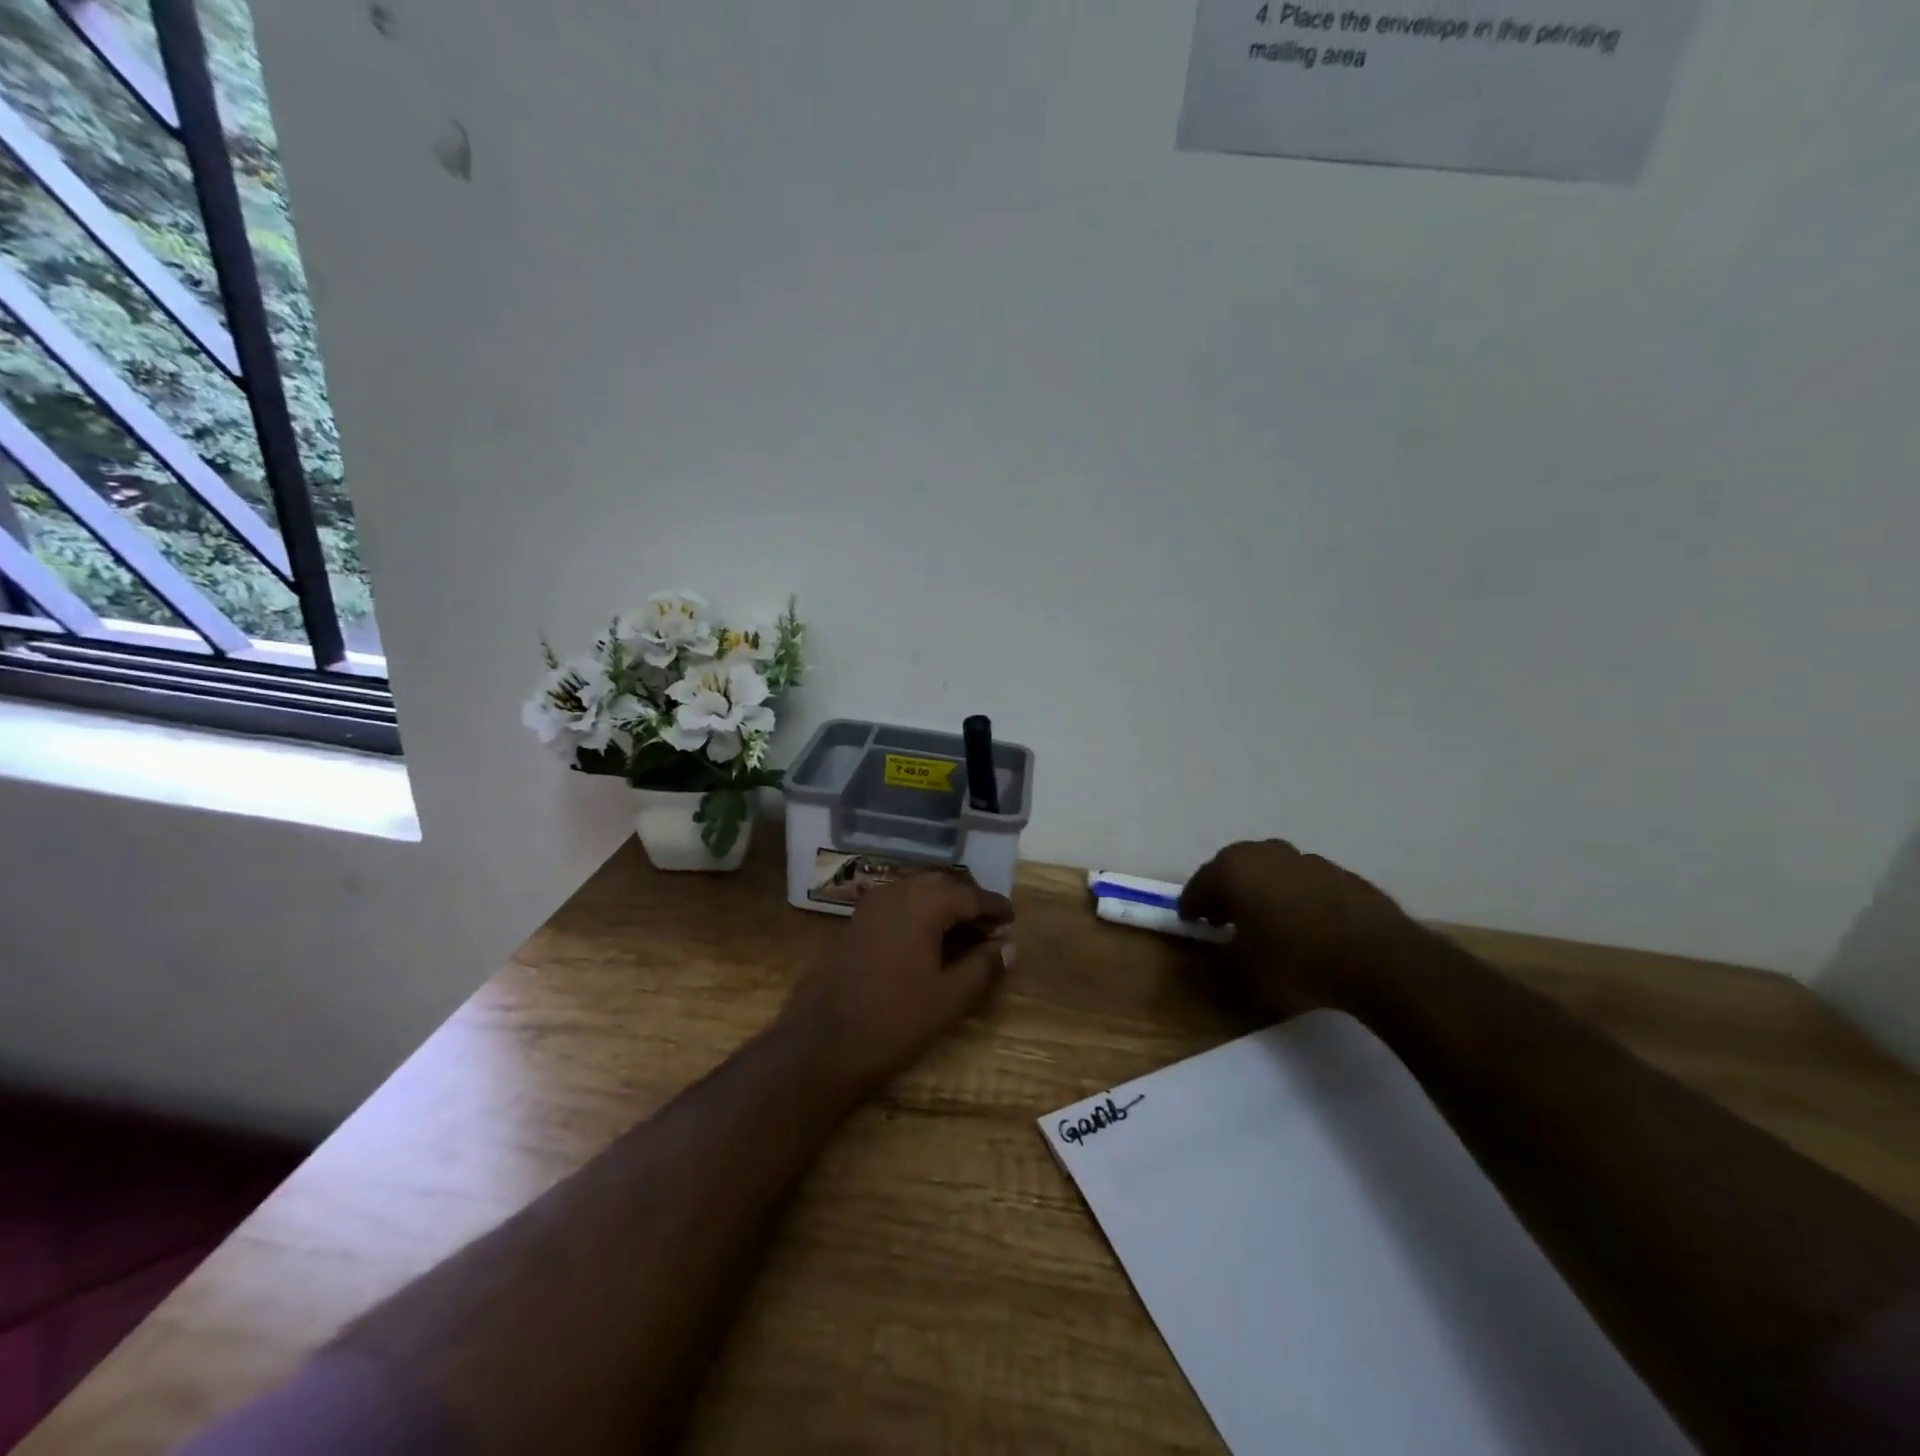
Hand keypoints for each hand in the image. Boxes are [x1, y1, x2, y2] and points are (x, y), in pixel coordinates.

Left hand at [778, 870, 1014, 1096]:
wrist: (820, 1043)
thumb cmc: (893, 1020)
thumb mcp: (949, 998)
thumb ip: (983, 967)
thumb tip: (1009, 946)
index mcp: (923, 903)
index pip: (970, 894)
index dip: (994, 907)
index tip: (1012, 920)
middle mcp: (896, 892)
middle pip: (942, 883)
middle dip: (969, 900)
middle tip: (990, 926)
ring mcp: (871, 905)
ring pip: (917, 890)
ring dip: (943, 904)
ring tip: (963, 933)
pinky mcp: (855, 922)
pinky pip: (897, 904)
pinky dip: (919, 912)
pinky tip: (927, 940)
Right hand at [1179, 840, 1423, 1018]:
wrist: (1379, 958)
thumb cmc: (1297, 962)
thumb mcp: (1246, 971)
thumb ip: (1225, 955)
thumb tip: (1221, 948)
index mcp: (1232, 870)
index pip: (1199, 886)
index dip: (1192, 906)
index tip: (1190, 922)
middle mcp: (1264, 853)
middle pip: (1232, 870)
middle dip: (1224, 891)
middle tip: (1222, 917)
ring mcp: (1304, 859)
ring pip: (1269, 871)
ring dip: (1261, 891)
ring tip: (1265, 921)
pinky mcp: (1338, 872)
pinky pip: (1301, 882)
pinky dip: (1293, 897)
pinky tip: (1302, 923)